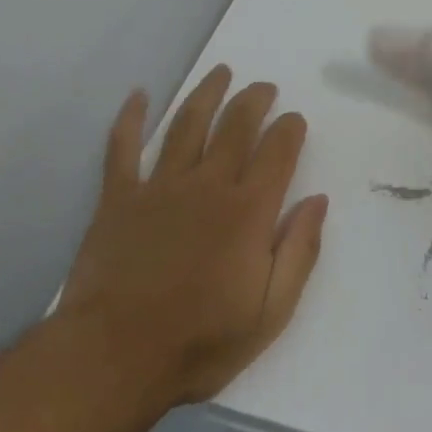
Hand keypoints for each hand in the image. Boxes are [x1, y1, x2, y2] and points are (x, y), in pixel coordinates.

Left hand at [57, 66, 327, 409]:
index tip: (294, 120)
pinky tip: (138, 95)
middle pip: (236, 124)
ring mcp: (160, 185)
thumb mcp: (269, 313)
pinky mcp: (120, 197)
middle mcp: (208, 183)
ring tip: (220, 72)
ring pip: (188, 123)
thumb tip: (318, 200)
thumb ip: (299, 252)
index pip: (278, 150)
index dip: (290, 128)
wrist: (113, 360)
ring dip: (206, 93)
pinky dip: (130, 119)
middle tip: (264, 88)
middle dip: (254, 99)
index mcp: (248, 209)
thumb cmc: (199, 342)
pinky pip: (123, 148)